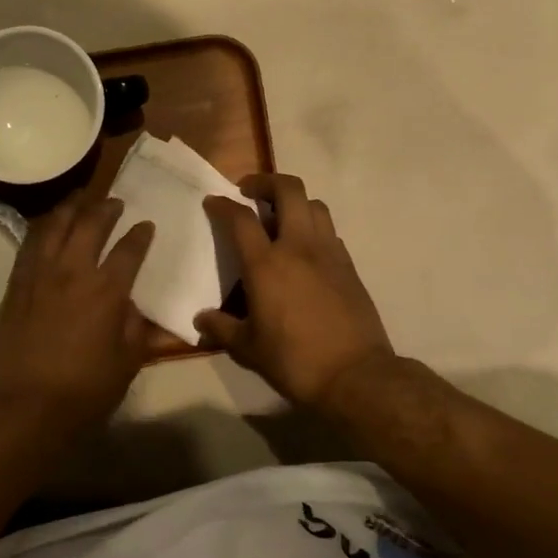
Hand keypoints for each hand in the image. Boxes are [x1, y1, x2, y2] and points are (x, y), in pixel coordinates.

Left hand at [0, 194, 155, 431]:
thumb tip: (132, 306)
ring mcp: (40, 275)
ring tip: (80, 199)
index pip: (129, 250)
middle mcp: (73, 272)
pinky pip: (30, 245)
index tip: (146, 224)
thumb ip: (134, 328)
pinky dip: (43, 229)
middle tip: (114, 202)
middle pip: (90, 225)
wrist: (26, 407)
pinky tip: (47, 226)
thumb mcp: (127, 363)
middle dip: (106, 208)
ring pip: (55, 226)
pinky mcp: (16, 284)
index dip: (140, 234)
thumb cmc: (85, 391)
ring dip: (71, 208)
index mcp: (107, 291)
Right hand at [196, 175, 393, 408]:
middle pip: (288, 190)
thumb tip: (201, 320)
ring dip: (294, 201)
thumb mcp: (248, 349)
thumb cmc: (294, 361)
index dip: (222, 205)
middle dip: (265, 182)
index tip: (213, 202)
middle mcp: (298, 247)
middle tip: (250, 192)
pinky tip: (305, 248)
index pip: (240, 218)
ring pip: (315, 205)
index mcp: (266, 264)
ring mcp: (329, 253)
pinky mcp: (349, 266)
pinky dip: (313, 227)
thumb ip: (222, 329)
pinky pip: (330, 231)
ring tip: (280, 216)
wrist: (356, 376)